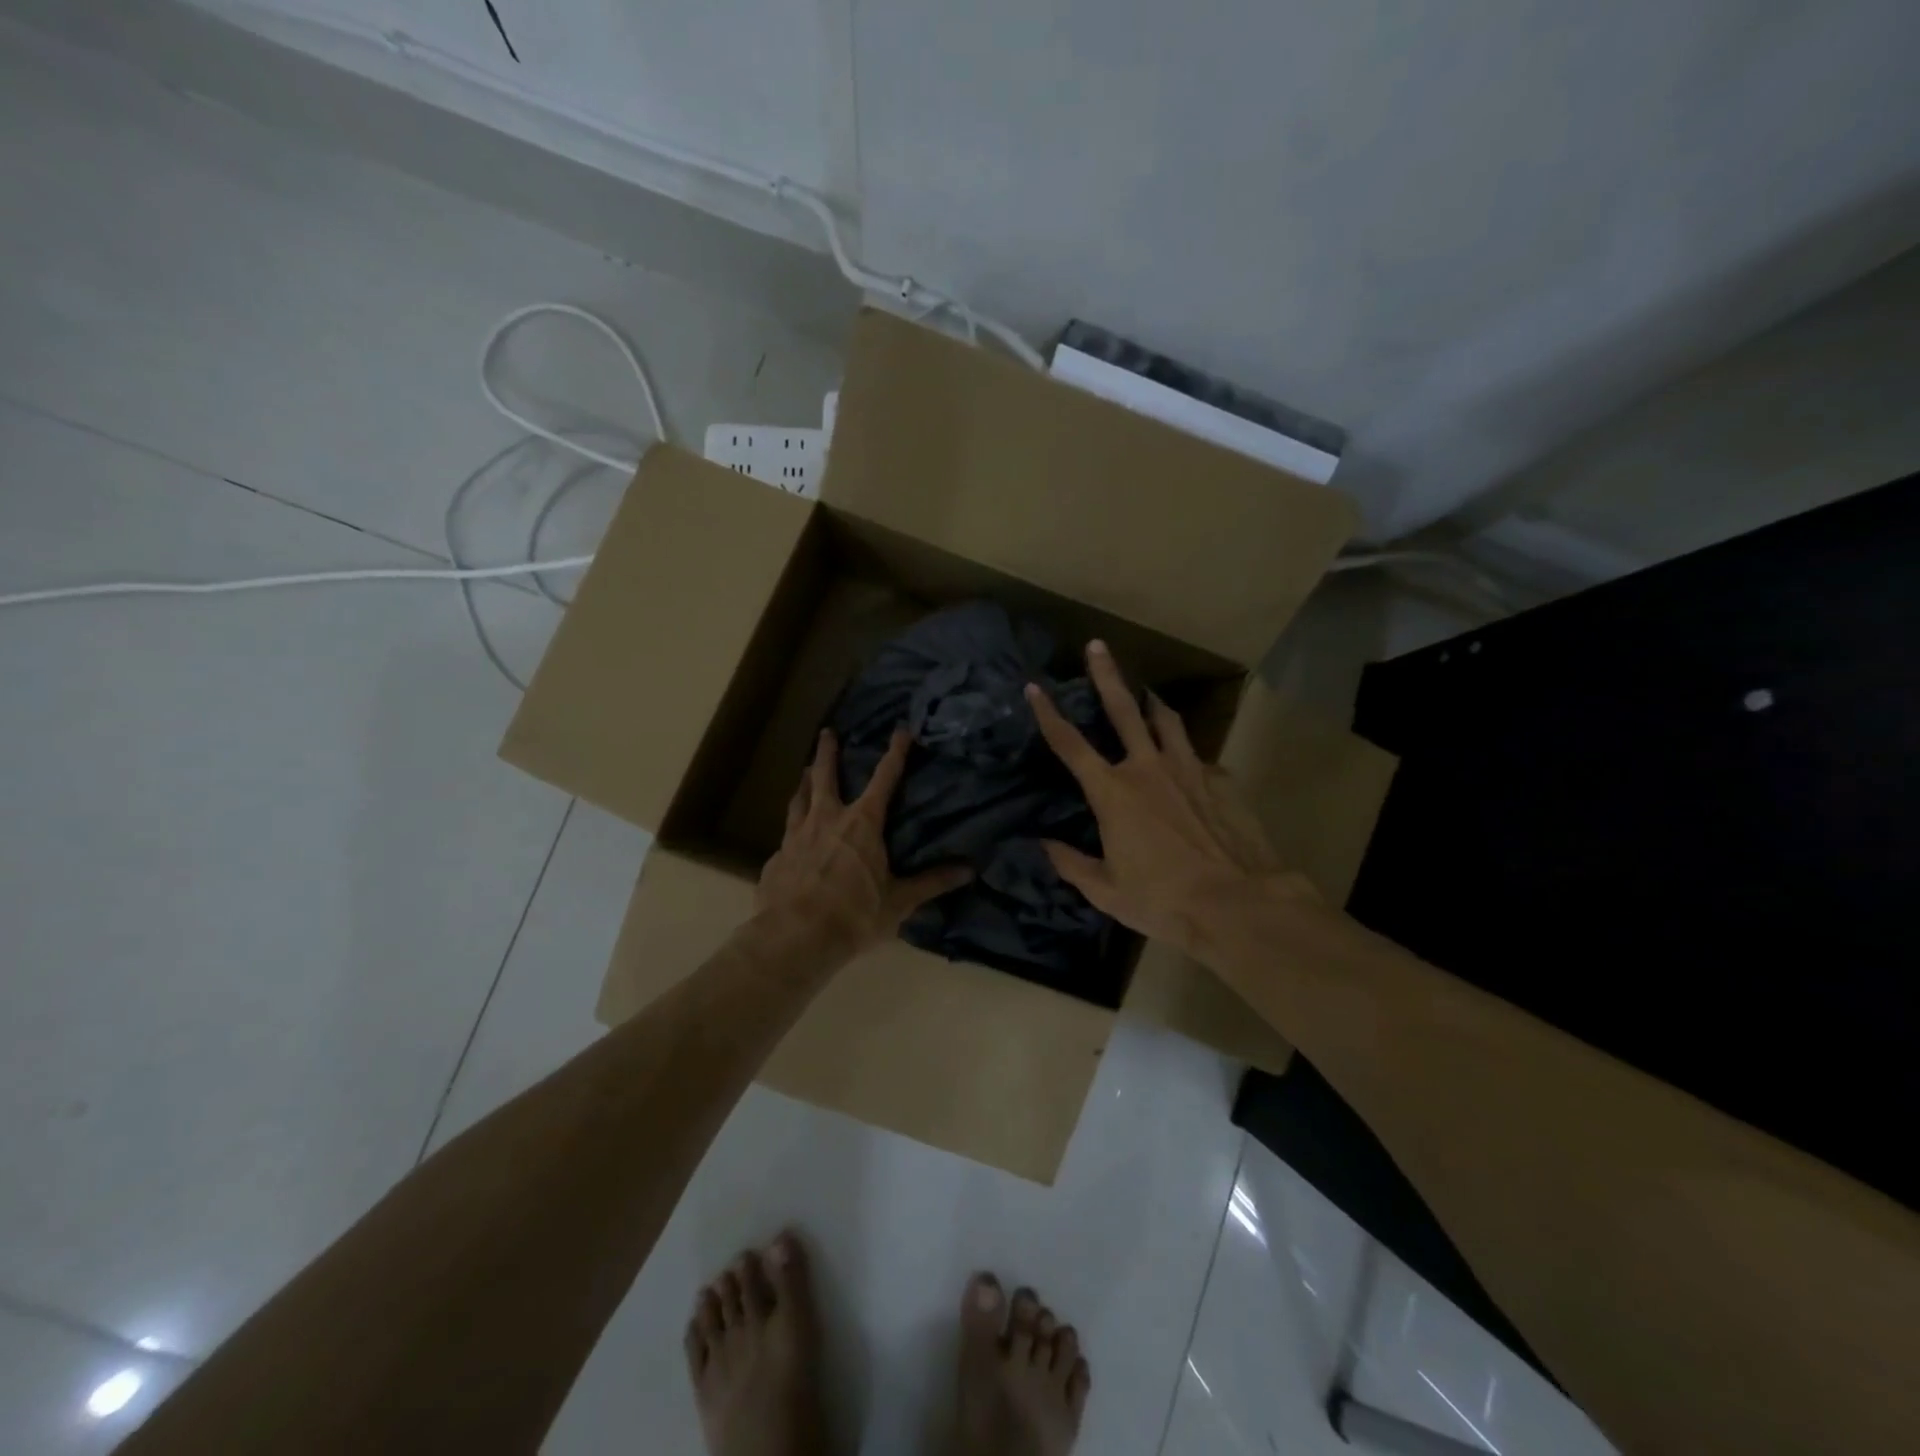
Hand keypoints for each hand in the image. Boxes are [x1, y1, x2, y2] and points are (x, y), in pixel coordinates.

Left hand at [756, 726, 972, 960]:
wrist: (795, 937)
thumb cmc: (855, 915)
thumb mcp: (899, 901)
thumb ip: (932, 882)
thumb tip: (969, 870)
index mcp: (862, 824)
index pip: (884, 779)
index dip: (895, 753)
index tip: (901, 730)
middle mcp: (827, 819)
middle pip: (826, 776)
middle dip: (829, 752)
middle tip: (827, 732)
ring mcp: (796, 835)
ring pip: (800, 798)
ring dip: (805, 781)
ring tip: (806, 770)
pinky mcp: (777, 856)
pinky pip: (787, 832)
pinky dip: (793, 825)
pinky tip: (792, 834)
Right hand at [1026, 641, 1316, 956]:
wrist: (1236, 903)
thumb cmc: (1162, 899)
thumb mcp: (1106, 891)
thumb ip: (1071, 863)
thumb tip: (1044, 844)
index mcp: (1112, 793)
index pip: (1070, 745)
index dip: (1048, 714)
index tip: (1033, 688)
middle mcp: (1147, 769)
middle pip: (1122, 711)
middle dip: (1106, 676)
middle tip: (1097, 646)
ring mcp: (1188, 770)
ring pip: (1166, 722)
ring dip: (1153, 704)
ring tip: (1148, 694)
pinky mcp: (1219, 781)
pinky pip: (1199, 758)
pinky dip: (1188, 757)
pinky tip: (1191, 768)